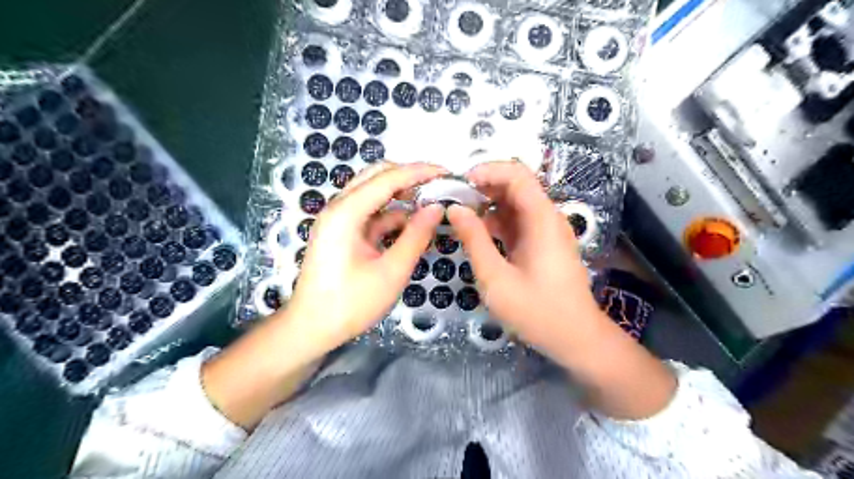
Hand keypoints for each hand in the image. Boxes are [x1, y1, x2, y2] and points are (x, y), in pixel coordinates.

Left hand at [205, 164, 446, 427]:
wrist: (311, 328)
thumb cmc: (350, 304)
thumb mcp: (391, 272)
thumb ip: (416, 236)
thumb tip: (437, 208)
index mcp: (346, 213)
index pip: (387, 178)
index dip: (419, 172)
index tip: (447, 172)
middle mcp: (339, 208)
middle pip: (377, 176)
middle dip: (409, 177)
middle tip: (439, 185)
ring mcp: (338, 219)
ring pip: (374, 193)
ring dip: (401, 195)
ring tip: (430, 203)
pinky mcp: (342, 232)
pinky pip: (370, 213)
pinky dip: (391, 215)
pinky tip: (412, 224)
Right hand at [443, 160, 602, 355]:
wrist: (576, 338)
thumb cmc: (536, 310)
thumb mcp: (496, 277)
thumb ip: (474, 240)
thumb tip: (455, 209)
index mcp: (541, 219)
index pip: (517, 174)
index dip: (487, 170)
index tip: (460, 183)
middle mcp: (548, 217)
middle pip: (516, 186)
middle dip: (484, 187)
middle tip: (455, 200)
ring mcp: (548, 231)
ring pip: (516, 204)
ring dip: (489, 206)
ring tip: (461, 217)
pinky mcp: (545, 244)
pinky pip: (519, 222)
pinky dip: (498, 223)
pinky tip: (479, 235)